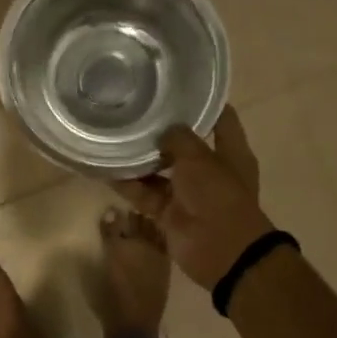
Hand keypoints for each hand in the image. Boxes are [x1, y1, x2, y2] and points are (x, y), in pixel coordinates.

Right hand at [113, 107, 276, 289]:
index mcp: (230, 153)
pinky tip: (106, 169)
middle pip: (184, 145)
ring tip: (114, 135)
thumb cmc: (218, 195)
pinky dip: (129, 185)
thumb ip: (179, 138)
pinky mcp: (169, 213)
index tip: (179, 86)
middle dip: (162, 132)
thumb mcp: (199, 158)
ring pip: (160, 171)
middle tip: (135, 109)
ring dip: (140, 159)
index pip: (220, 119)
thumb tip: (164, 130)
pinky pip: (146, 194)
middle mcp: (210, 170)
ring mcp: (189, 193)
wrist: (221, 251)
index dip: (203, 103)